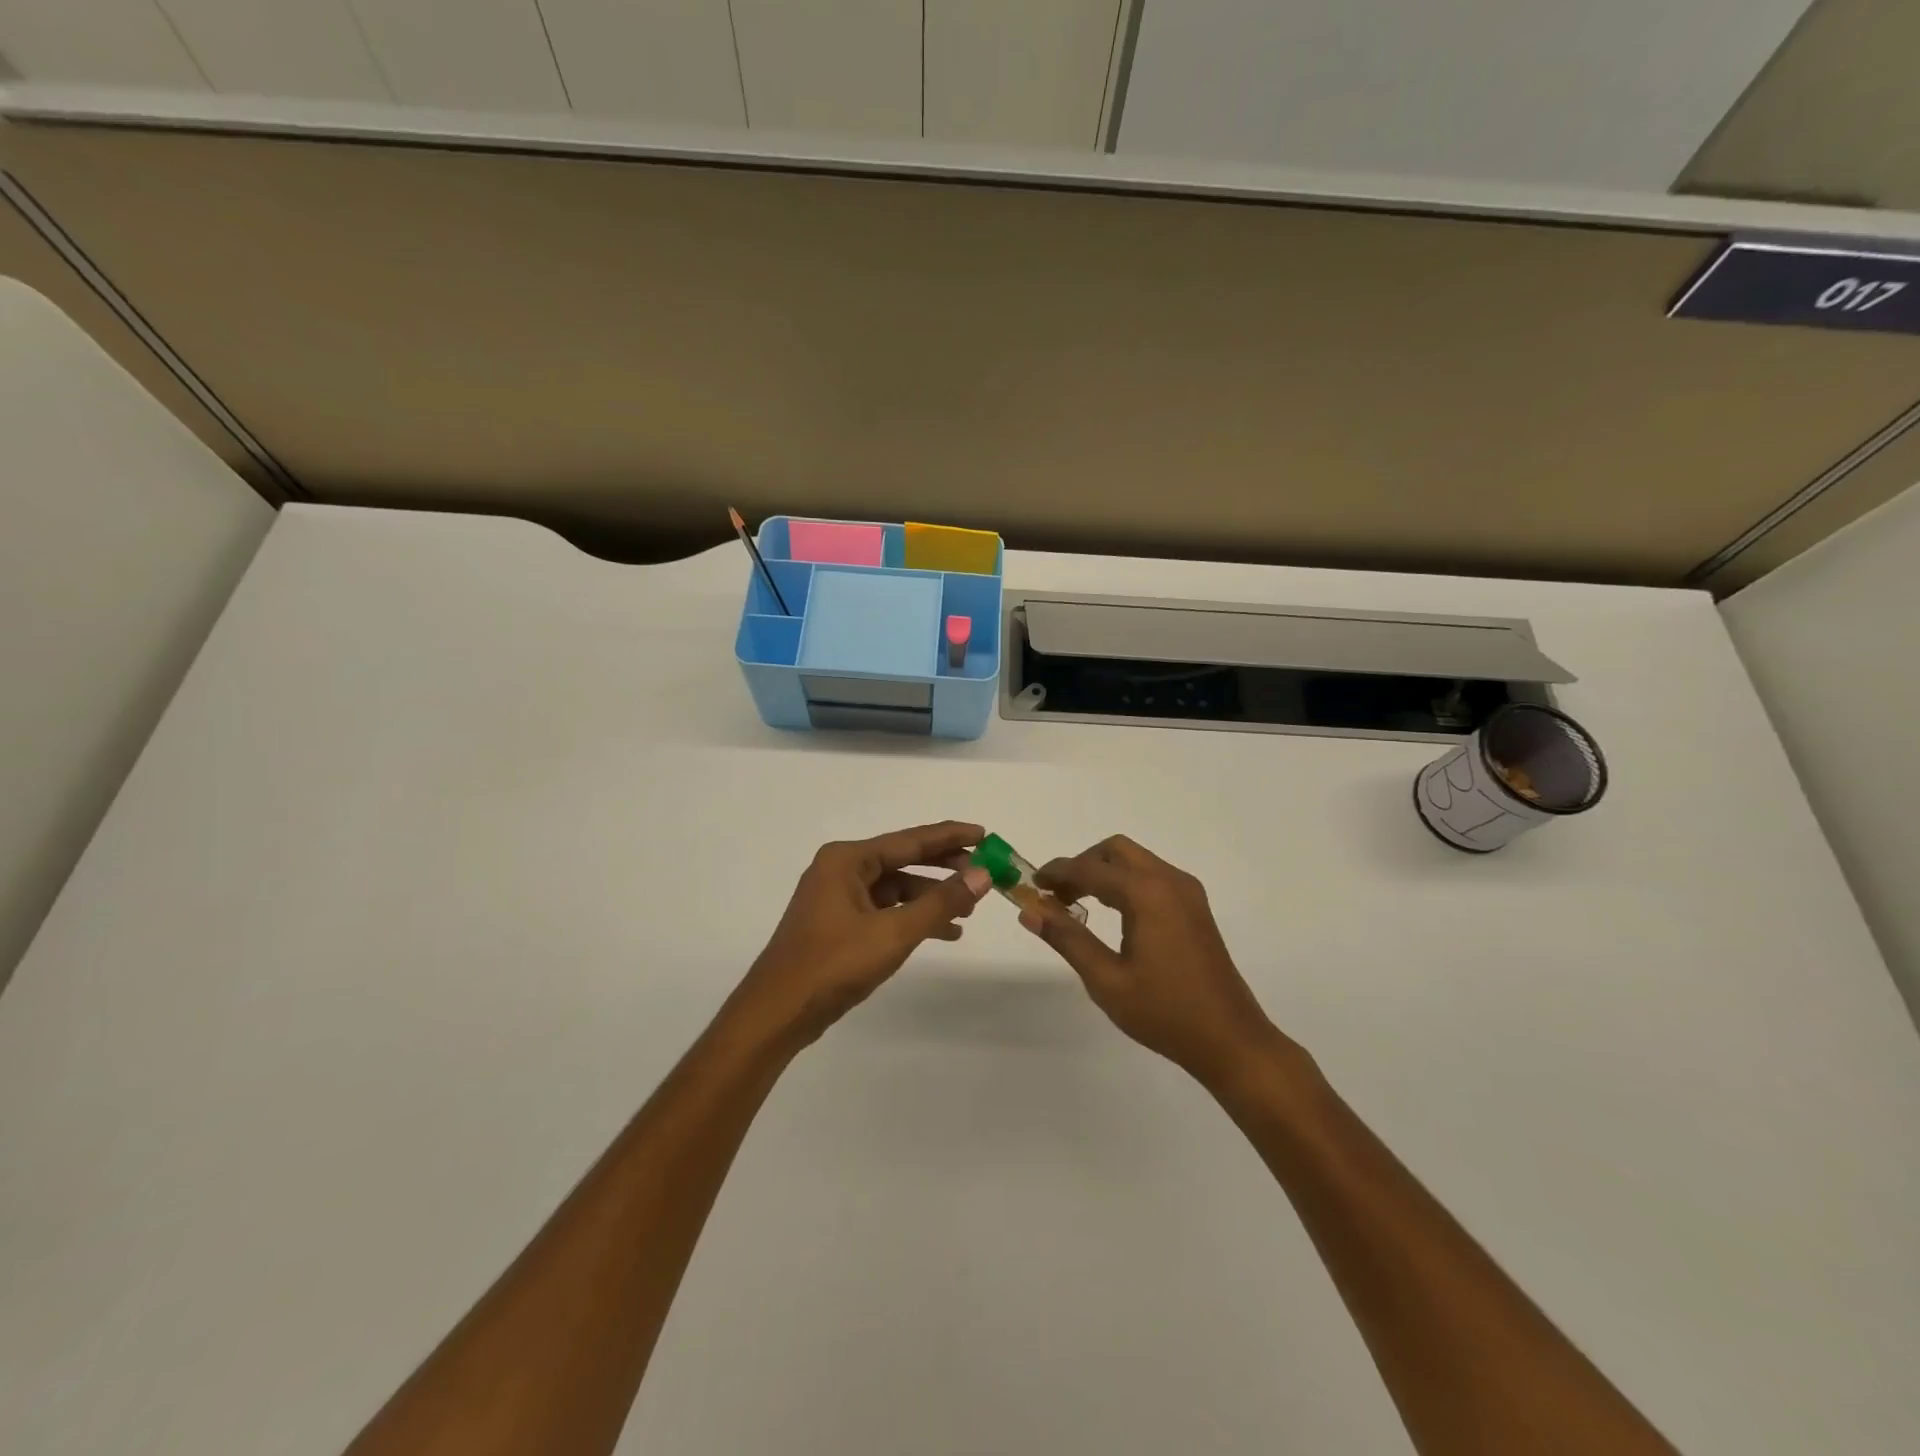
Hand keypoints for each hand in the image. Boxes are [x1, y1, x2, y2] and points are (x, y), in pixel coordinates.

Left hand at [733, 821, 991, 1048]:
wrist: (777, 1013)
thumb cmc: (833, 964)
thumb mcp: (893, 932)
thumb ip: (940, 902)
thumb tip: (983, 875)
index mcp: (848, 859)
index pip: (910, 840)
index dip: (950, 837)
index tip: (984, 834)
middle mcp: (841, 870)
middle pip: (904, 860)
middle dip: (944, 868)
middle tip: (984, 872)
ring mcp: (838, 898)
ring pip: (896, 888)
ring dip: (931, 898)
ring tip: (970, 910)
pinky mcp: (839, 925)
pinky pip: (885, 911)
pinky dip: (913, 918)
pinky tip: (944, 933)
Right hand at [1025, 835, 1285, 1085]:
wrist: (1230, 1040)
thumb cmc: (1164, 1012)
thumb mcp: (1106, 980)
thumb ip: (1067, 938)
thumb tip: (1030, 911)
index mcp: (1146, 893)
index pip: (1090, 868)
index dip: (1057, 872)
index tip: (1030, 883)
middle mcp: (1169, 881)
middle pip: (1115, 851)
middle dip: (1082, 864)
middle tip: (1056, 895)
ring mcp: (1187, 892)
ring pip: (1135, 860)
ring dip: (1103, 872)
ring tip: (1077, 904)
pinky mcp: (1195, 907)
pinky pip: (1152, 876)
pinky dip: (1125, 882)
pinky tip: (1112, 913)